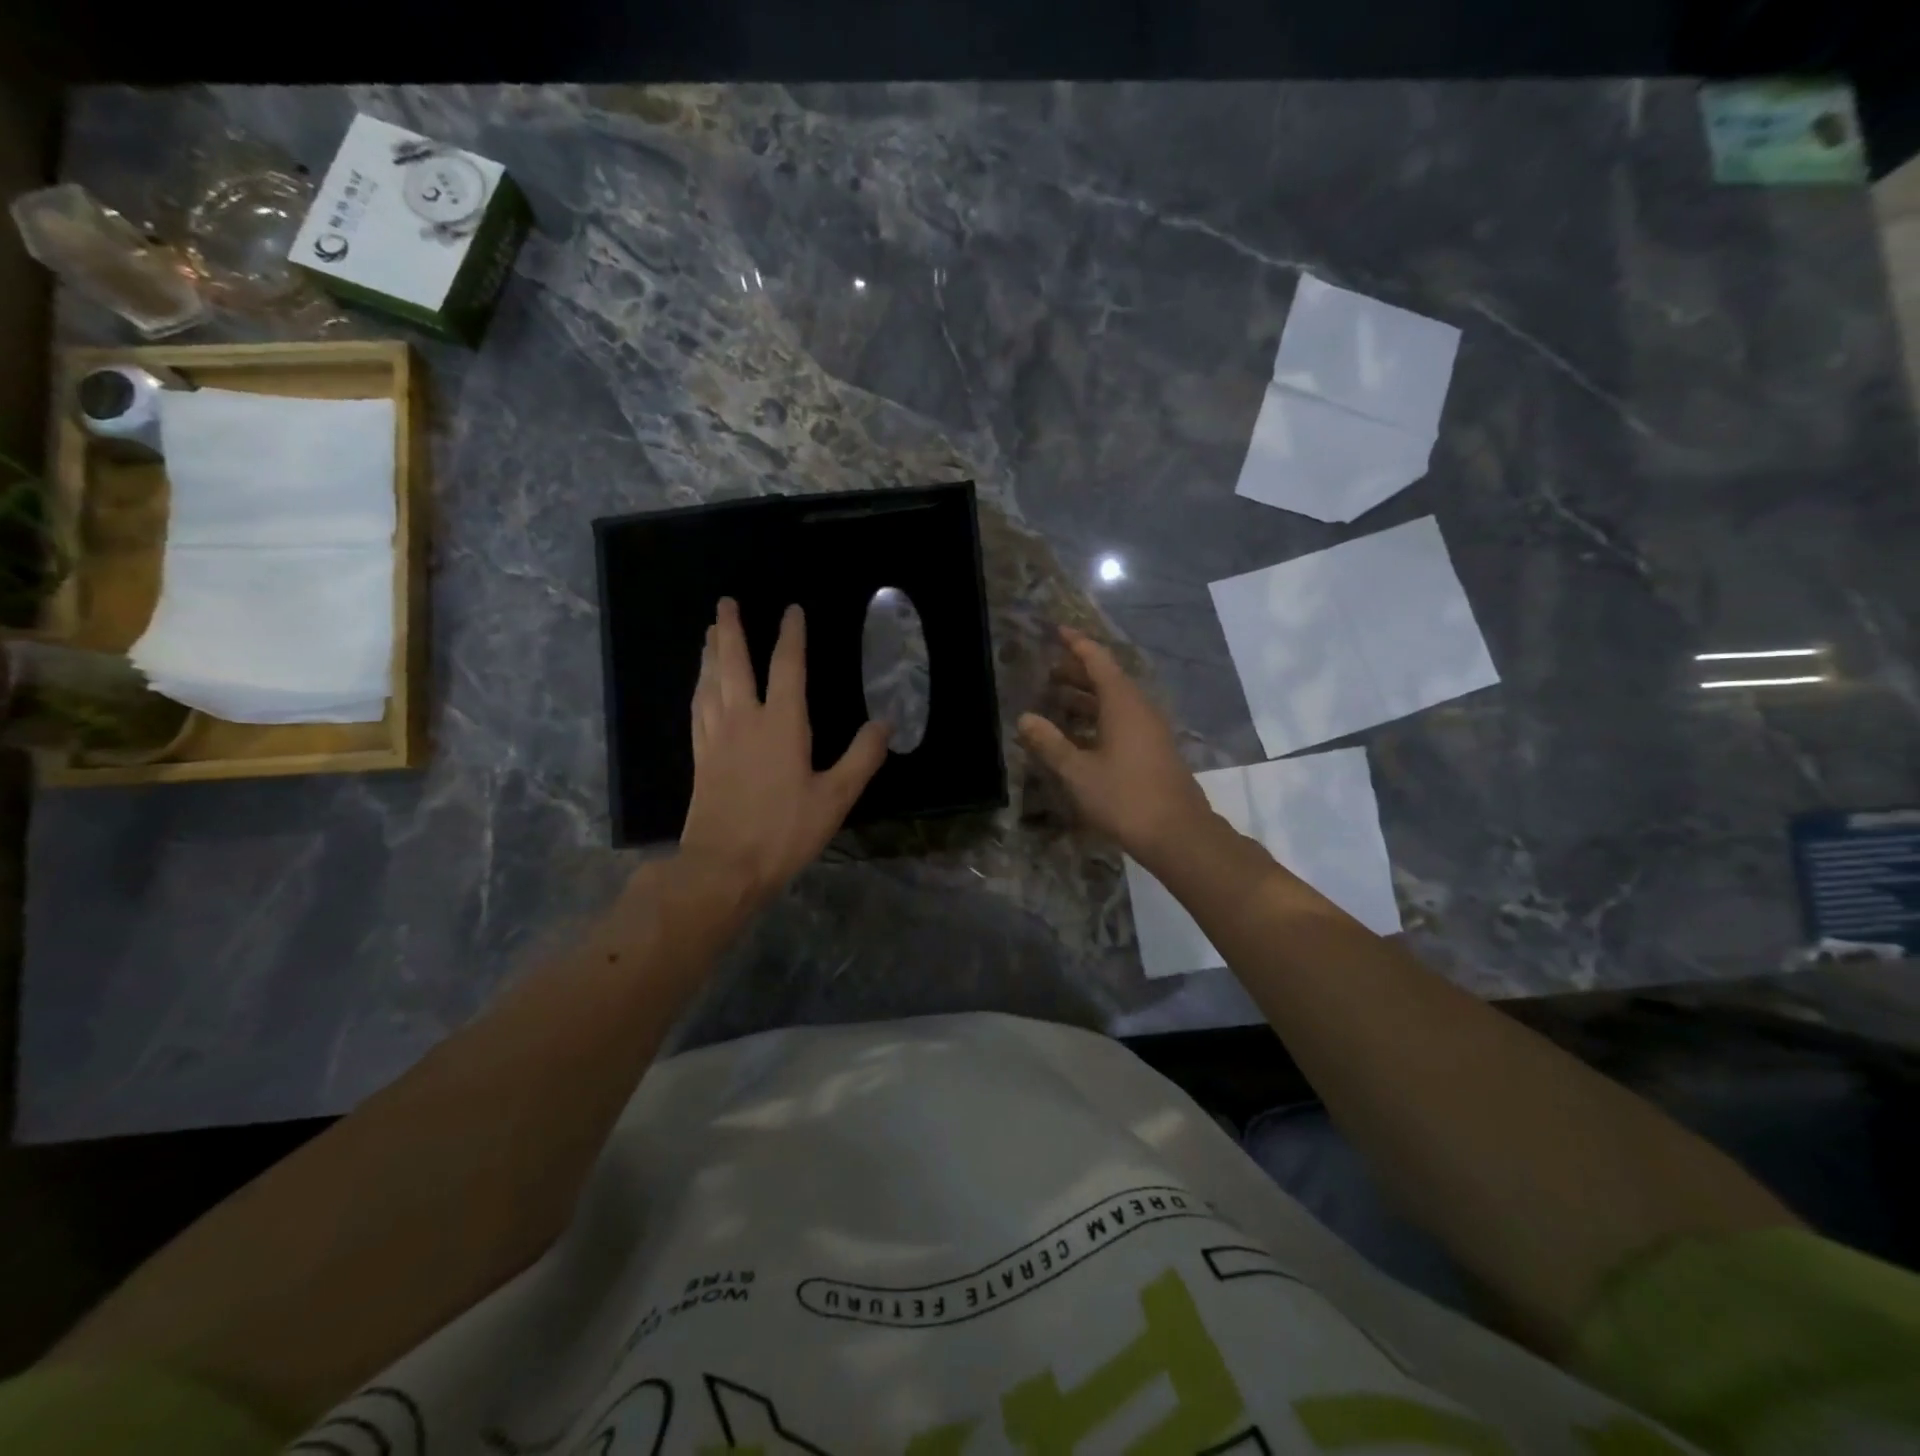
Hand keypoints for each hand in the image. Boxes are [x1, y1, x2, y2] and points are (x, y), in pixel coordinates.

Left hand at [681, 598, 890, 903]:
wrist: (723, 866)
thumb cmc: (784, 831)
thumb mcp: (835, 798)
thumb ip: (861, 758)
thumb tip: (884, 723)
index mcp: (781, 724)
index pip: (787, 666)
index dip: (791, 635)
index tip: (792, 610)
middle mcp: (743, 720)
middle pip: (733, 663)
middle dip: (730, 630)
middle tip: (725, 603)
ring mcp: (716, 737)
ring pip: (709, 682)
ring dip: (710, 654)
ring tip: (709, 634)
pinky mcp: (701, 758)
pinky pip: (698, 710)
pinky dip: (699, 688)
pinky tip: (700, 687)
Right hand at [1018, 626, 1216, 868]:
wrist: (1178, 834)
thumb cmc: (1124, 797)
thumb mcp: (1077, 771)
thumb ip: (1050, 743)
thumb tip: (1024, 718)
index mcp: (1122, 703)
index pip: (1098, 660)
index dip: (1077, 644)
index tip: (1058, 631)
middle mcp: (1139, 708)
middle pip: (1107, 678)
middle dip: (1078, 671)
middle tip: (1048, 671)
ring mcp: (1150, 730)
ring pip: (1115, 701)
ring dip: (1087, 696)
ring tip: (1057, 699)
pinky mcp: (1154, 749)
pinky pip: (1123, 720)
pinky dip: (1099, 717)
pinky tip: (1080, 734)